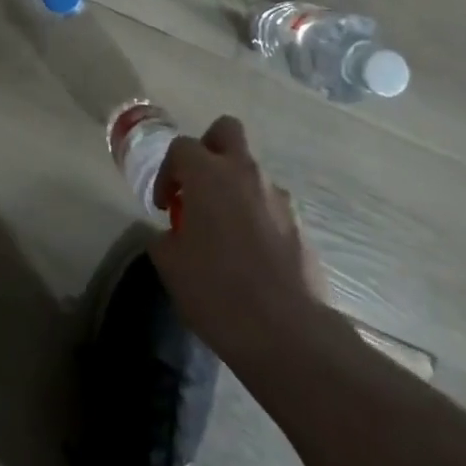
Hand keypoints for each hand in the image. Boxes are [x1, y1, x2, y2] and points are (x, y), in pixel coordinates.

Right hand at [149, 116, 328, 368]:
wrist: (290, 335)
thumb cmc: (219, 292)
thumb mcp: (171, 267)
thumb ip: (165, 238)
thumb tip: (173, 234)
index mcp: (208, 174)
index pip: (181, 147)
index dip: (167, 172)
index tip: (164, 206)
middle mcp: (245, 173)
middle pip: (227, 130)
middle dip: (209, 148)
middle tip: (199, 185)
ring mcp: (278, 197)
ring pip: (252, 171)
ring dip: (236, 188)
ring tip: (225, 232)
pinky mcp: (301, 226)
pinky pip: (272, 206)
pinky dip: (258, 217)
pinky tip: (252, 256)